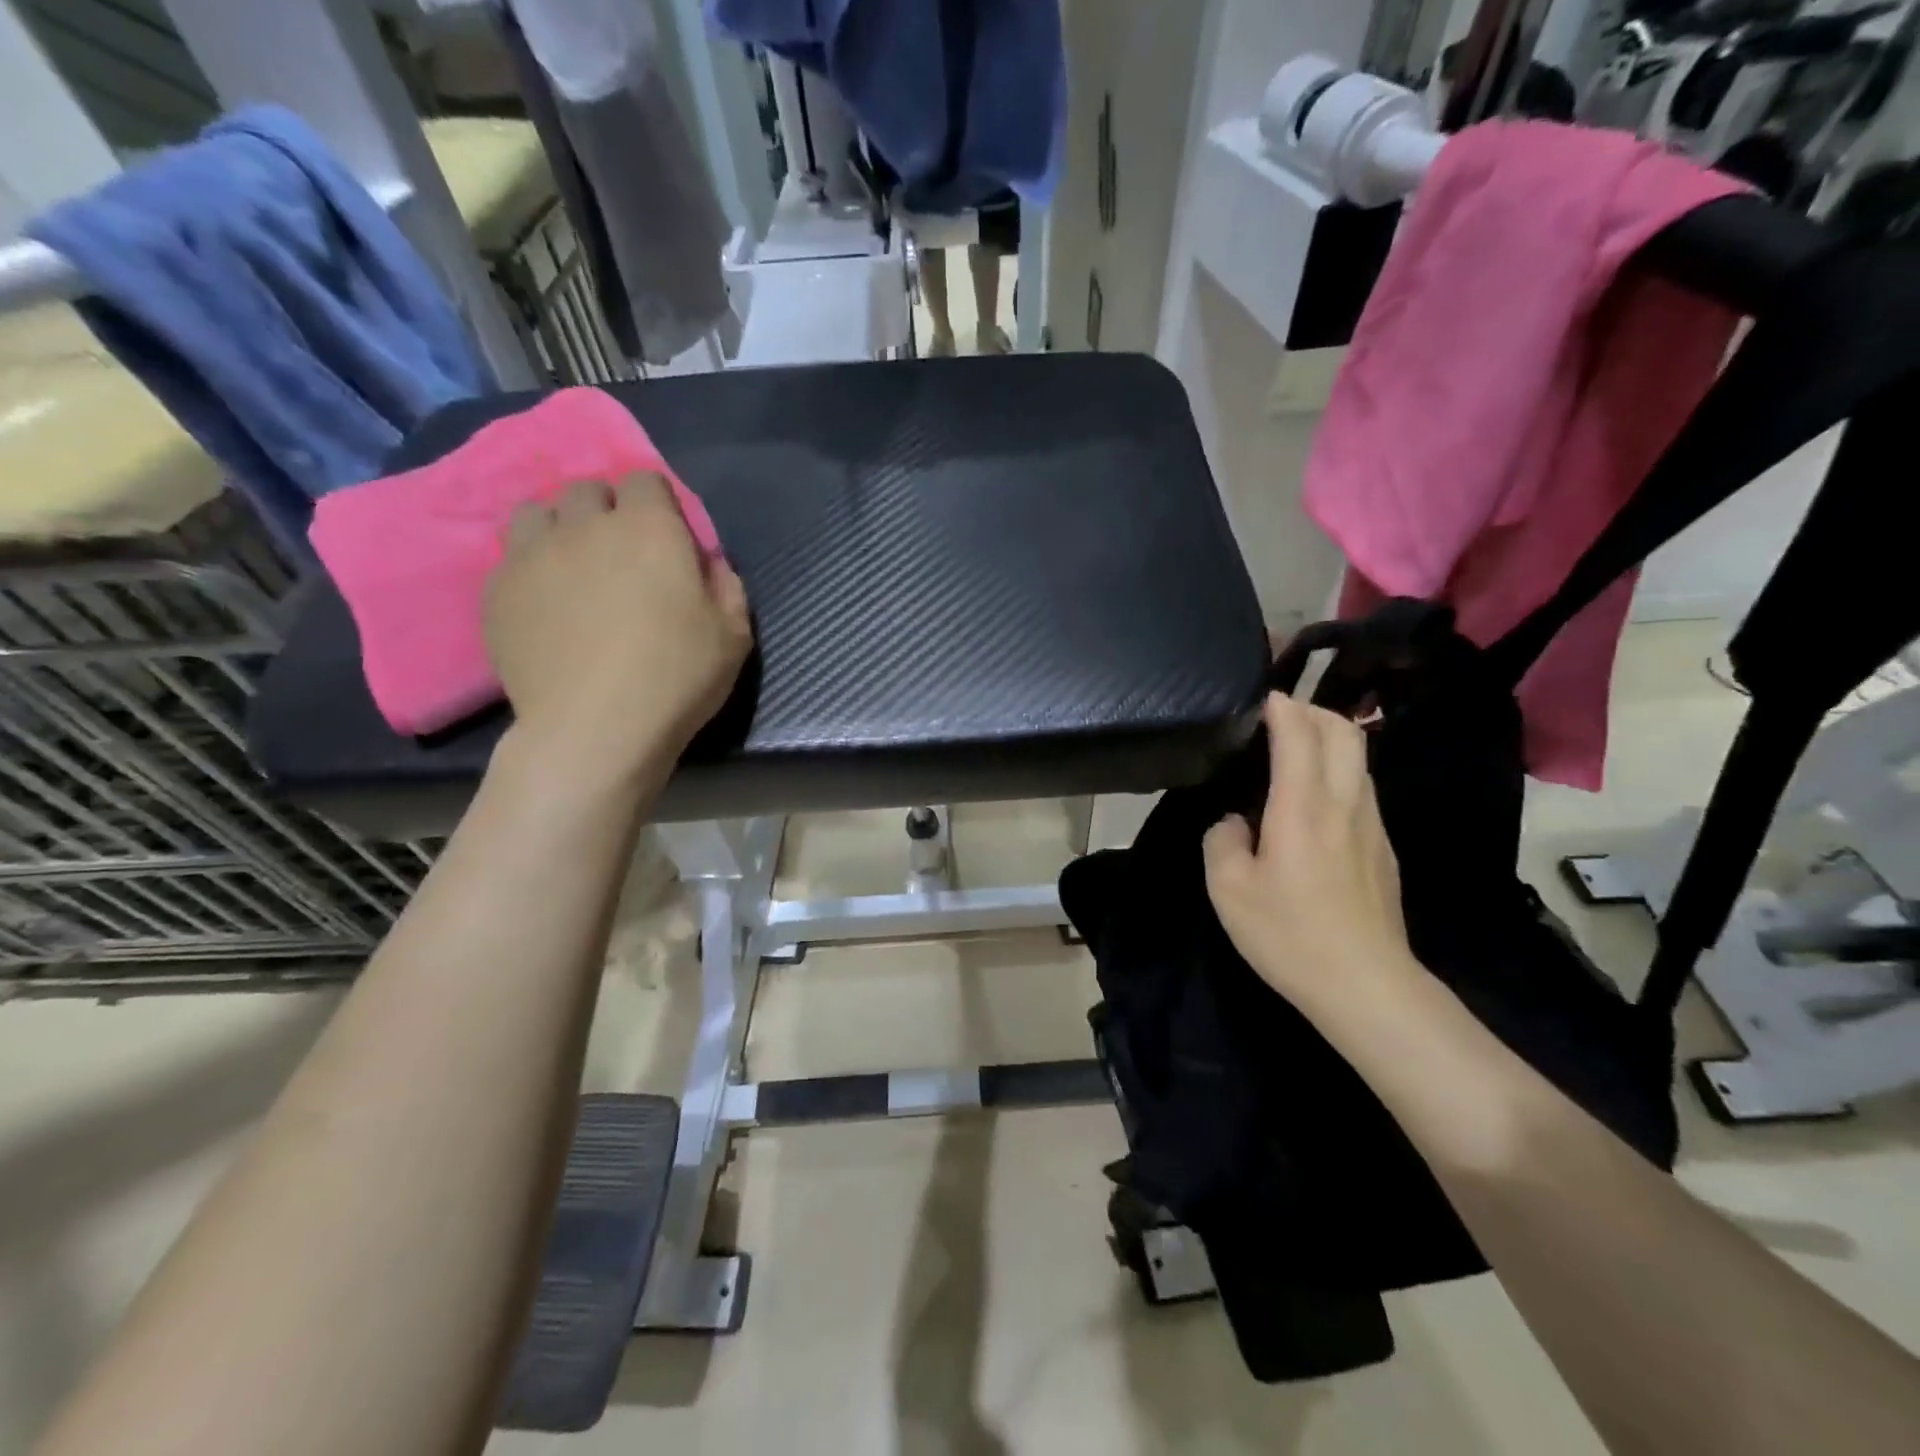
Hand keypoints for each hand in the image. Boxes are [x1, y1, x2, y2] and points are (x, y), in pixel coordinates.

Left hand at [484, 474, 750, 780]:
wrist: (594, 729)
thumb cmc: (676, 677)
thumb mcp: (733, 635)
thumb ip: (726, 585)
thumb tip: (709, 564)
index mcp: (648, 529)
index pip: (645, 479)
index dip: (657, 504)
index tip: (666, 538)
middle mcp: (585, 526)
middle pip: (587, 490)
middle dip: (607, 511)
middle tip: (621, 556)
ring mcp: (532, 555)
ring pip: (538, 513)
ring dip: (559, 528)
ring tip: (573, 568)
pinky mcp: (497, 591)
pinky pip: (510, 558)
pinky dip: (531, 569)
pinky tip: (546, 606)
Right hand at [1203, 693, 1420, 1016]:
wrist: (1366, 985)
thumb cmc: (1289, 934)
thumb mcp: (1227, 889)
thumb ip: (1222, 840)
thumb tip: (1236, 823)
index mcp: (1302, 807)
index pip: (1300, 733)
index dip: (1281, 706)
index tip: (1259, 698)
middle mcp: (1344, 803)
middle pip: (1343, 732)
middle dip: (1312, 710)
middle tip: (1279, 715)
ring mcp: (1371, 825)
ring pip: (1359, 758)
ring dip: (1329, 739)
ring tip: (1295, 749)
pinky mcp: (1383, 848)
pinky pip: (1361, 789)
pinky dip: (1338, 771)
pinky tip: (1313, 799)